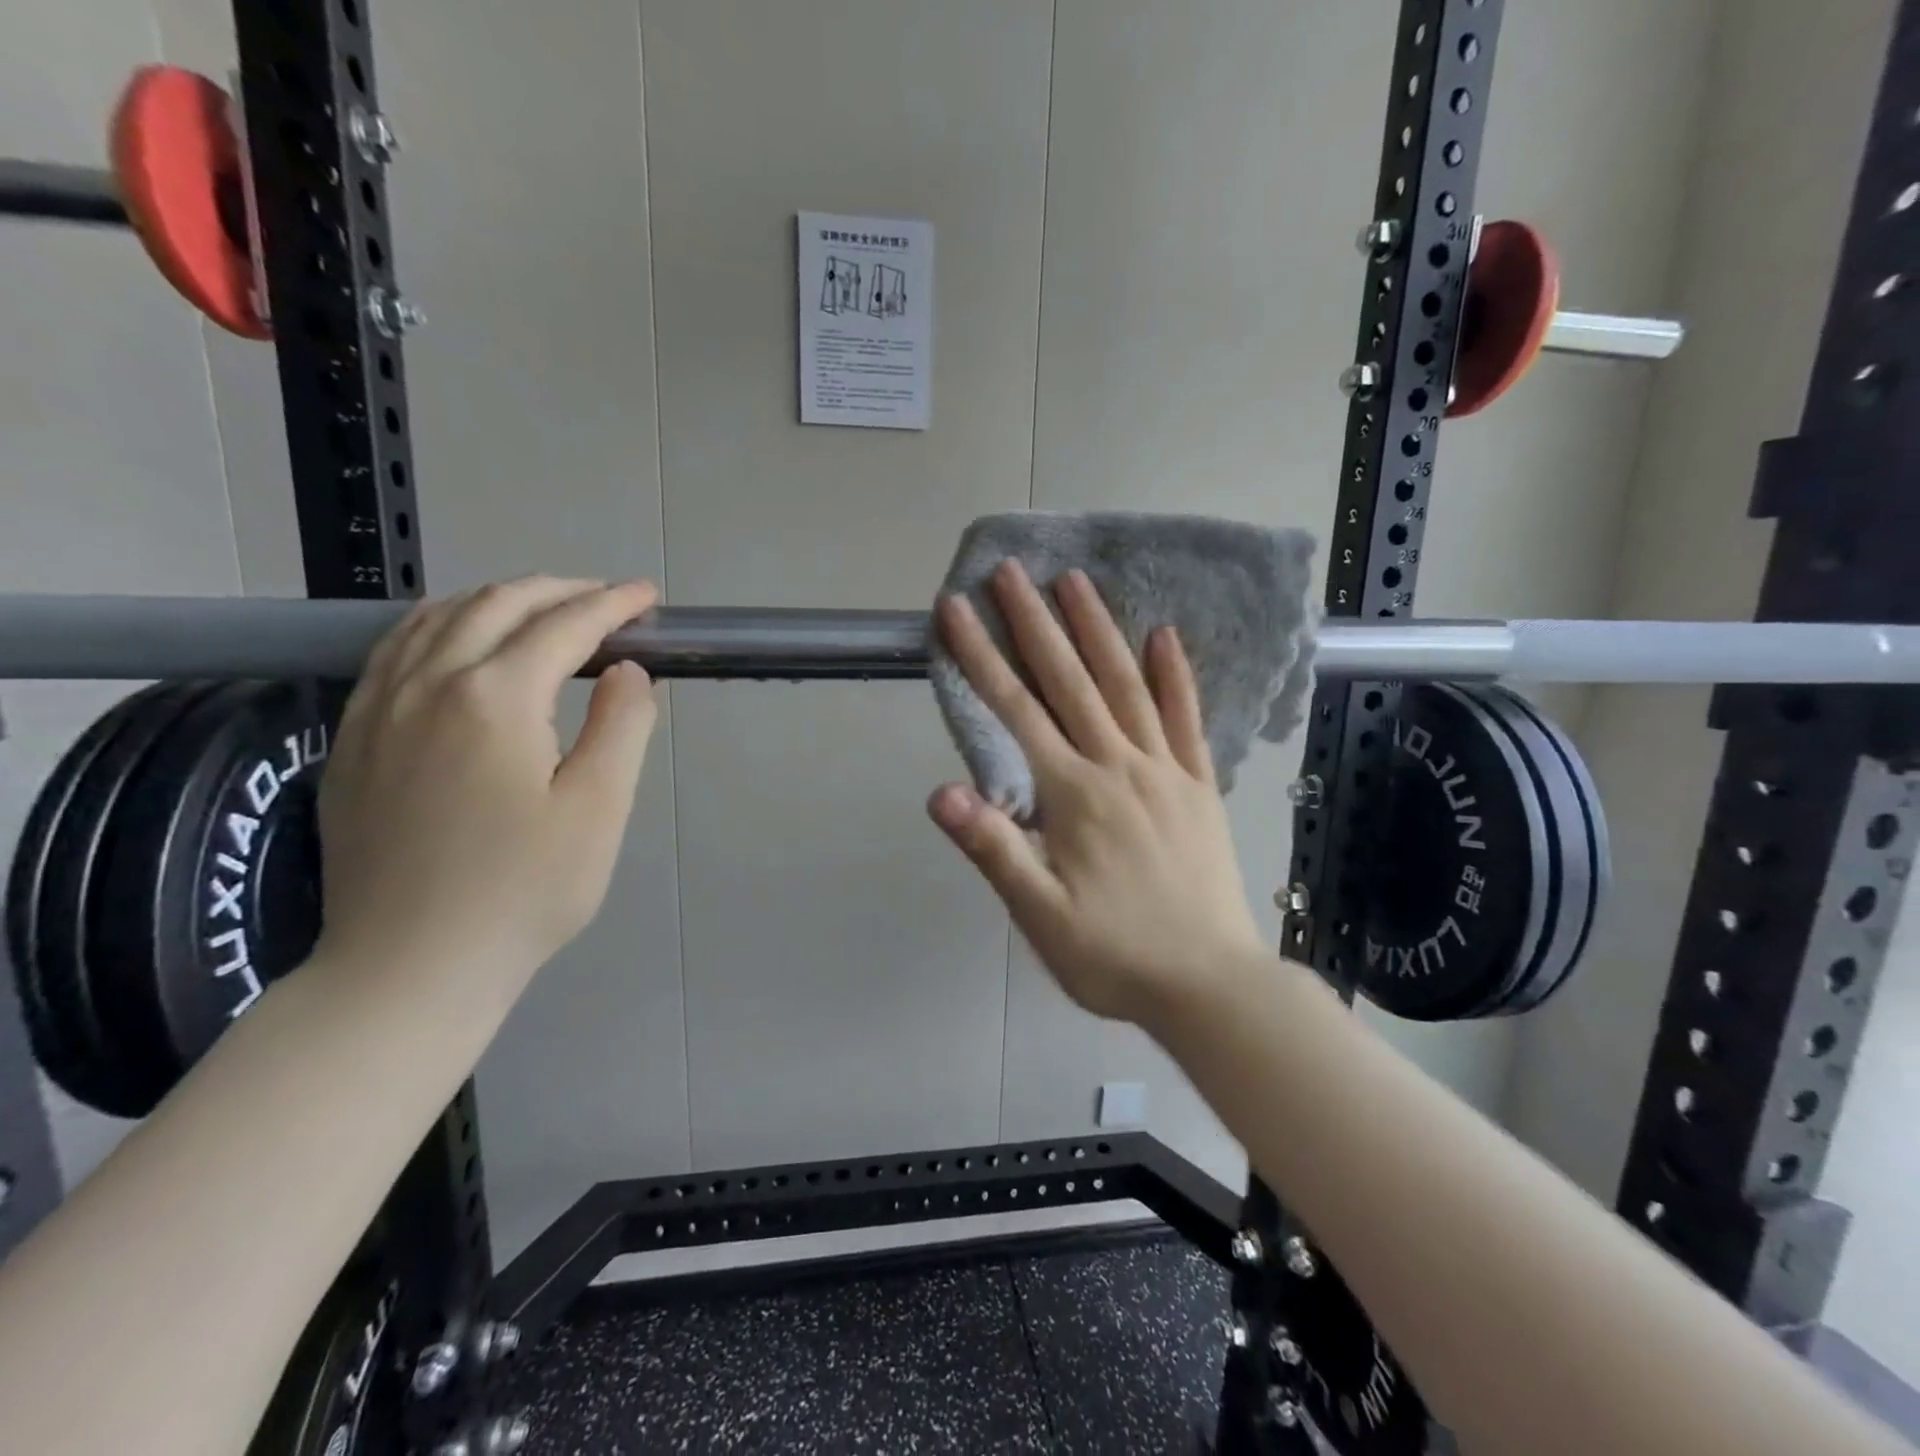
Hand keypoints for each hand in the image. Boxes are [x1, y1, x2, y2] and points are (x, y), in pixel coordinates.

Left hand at [314, 576, 660, 996]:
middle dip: (561, 591)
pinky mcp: (352, 738)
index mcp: (495, 698)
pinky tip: (462, 641)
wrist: (411, 965)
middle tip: (609, 601)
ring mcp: (377, 708)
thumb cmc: (524, 891)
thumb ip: (622, 727)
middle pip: (497, 605)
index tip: (649, 599)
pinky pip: (395, 649)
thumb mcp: (600, 810)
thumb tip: (628, 671)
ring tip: (544, 609)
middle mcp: (428, 683)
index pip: (564, 626)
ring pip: (437, 617)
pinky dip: (442, 624)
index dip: (613, 605)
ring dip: (500, 599)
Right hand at [928, 560, 1265, 1024]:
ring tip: (1076, 582)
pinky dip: (1175, 675)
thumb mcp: (1040, 914)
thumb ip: (993, 849)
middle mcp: (1118, 766)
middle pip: (1070, 682)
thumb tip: (941, 791)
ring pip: (1127, 686)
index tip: (956, 611)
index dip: (981, 658)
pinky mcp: (1199, 786)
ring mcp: (1165, 771)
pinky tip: (1164, 635)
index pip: (1016, 712)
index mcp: (1074, 795)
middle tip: (1012, 572)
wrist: (1209, 984)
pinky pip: (1187, 719)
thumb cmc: (1114, 953)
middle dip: (1035, 623)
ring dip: (1098, 630)